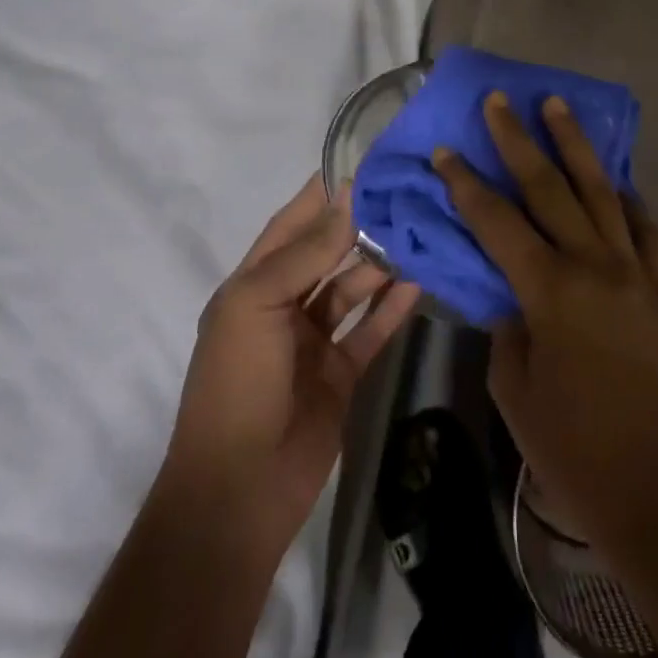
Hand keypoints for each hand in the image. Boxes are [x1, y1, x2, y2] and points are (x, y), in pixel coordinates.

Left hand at [163, 175, 419, 554]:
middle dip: (359, 226)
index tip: (361, 166)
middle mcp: (284, 306)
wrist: (238, 492)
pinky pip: (371, 330)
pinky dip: (393, 307)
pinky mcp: (341, 374)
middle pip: (326, 254)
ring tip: (418, 232)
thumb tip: (345, 199)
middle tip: (403, 196)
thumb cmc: (237, 383)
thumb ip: (305, 253)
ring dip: (380, 264)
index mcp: (252, 286)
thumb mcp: (258, 305)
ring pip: (353, 289)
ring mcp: (314, 341)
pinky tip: (420, 282)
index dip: (321, 196)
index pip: (290, 226)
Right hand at [433, 94, 657, 555]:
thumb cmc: (575, 453)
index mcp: (551, 293)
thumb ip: (507, 327)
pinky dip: (626, 199)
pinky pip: (643, 228)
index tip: (445, 150)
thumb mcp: (516, 392)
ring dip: (576, 145)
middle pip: (550, 187)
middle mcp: (596, 267)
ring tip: (558, 105)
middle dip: (519, 140)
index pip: (497, 222)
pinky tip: (614, 182)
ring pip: (601, 191)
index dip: (466, 184)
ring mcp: (636, 273)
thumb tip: (508, 291)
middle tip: (500, 101)